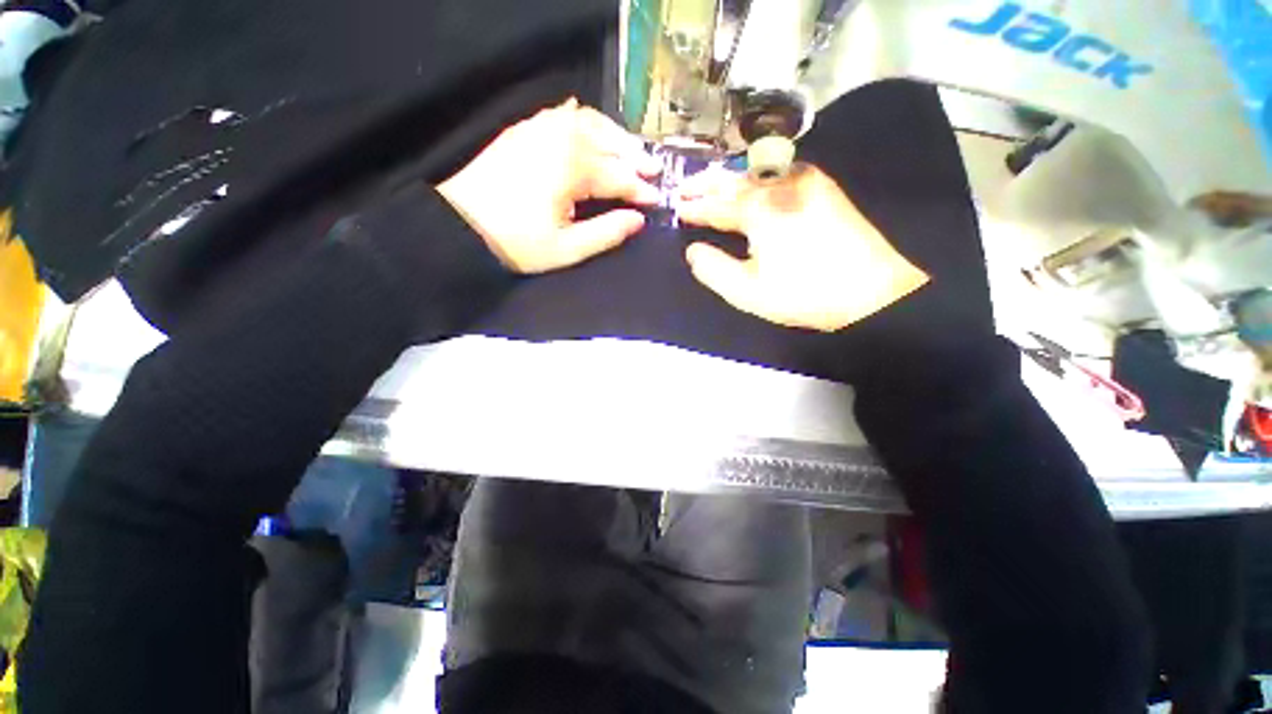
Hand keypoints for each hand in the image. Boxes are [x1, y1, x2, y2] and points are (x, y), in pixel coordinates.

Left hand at [437, 98, 660, 273]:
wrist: (461, 224)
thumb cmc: (517, 243)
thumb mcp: (567, 249)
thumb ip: (606, 232)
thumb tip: (638, 220)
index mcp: (572, 168)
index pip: (618, 176)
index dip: (640, 190)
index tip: (659, 200)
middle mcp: (560, 137)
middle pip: (609, 143)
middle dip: (634, 158)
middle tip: (654, 172)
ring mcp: (540, 127)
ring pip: (590, 122)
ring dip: (615, 136)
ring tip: (630, 152)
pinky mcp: (525, 129)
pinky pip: (564, 115)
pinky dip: (586, 122)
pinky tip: (592, 130)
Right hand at [675, 163, 928, 331]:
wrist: (872, 291)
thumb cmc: (803, 293)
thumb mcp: (747, 291)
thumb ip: (713, 269)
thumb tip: (693, 251)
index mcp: (760, 209)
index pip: (717, 205)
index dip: (695, 208)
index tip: (677, 209)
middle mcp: (781, 185)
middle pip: (735, 180)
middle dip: (707, 184)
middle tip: (686, 188)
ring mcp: (806, 182)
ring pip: (757, 172)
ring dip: (731, 177)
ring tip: (713, 185)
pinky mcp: (823, 188)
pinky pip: (779, 173)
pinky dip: (757, 177)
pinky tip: (754, 185)